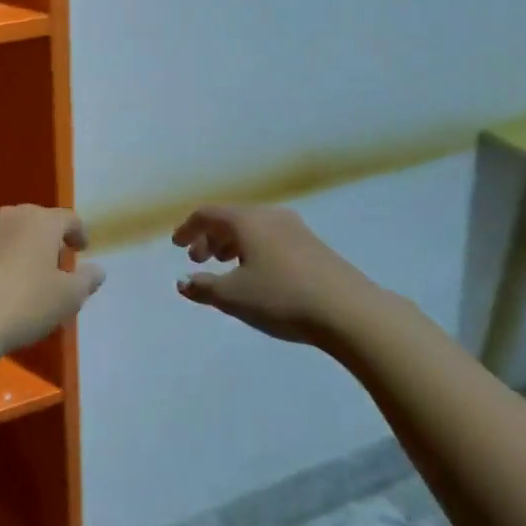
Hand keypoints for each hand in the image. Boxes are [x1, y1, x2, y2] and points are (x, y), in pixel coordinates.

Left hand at [0, 206, 103, 362]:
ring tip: (29, 283)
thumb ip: (86, 281)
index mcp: (40, 222)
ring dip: (23, 253)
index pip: (68, 218)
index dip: (79, 233)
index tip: (82, 249)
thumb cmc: (23, 304)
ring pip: (10, 237)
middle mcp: (9, 218)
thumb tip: (98, 270)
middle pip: (36, 223)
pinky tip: (0, 293)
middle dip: (49, 242)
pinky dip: (0, 265)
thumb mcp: (67, 298)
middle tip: (57, 267)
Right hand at [172, 204, 388, 344]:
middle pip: (231, 219)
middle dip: (209, 238)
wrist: (349, 311)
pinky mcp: (314, 246)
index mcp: (248, 221)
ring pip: (253, 229)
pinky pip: (272, 239)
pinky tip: (256, 275)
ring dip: (232, 245)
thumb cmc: (281, 297)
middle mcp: (271, 216)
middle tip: (198, 260)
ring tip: (224, 268)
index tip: (176, 245)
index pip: (208, 213)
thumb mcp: (234, 297)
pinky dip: (254, 250)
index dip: (188, 228)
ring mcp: (296, 229)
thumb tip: (182, 282)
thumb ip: (203, 287)